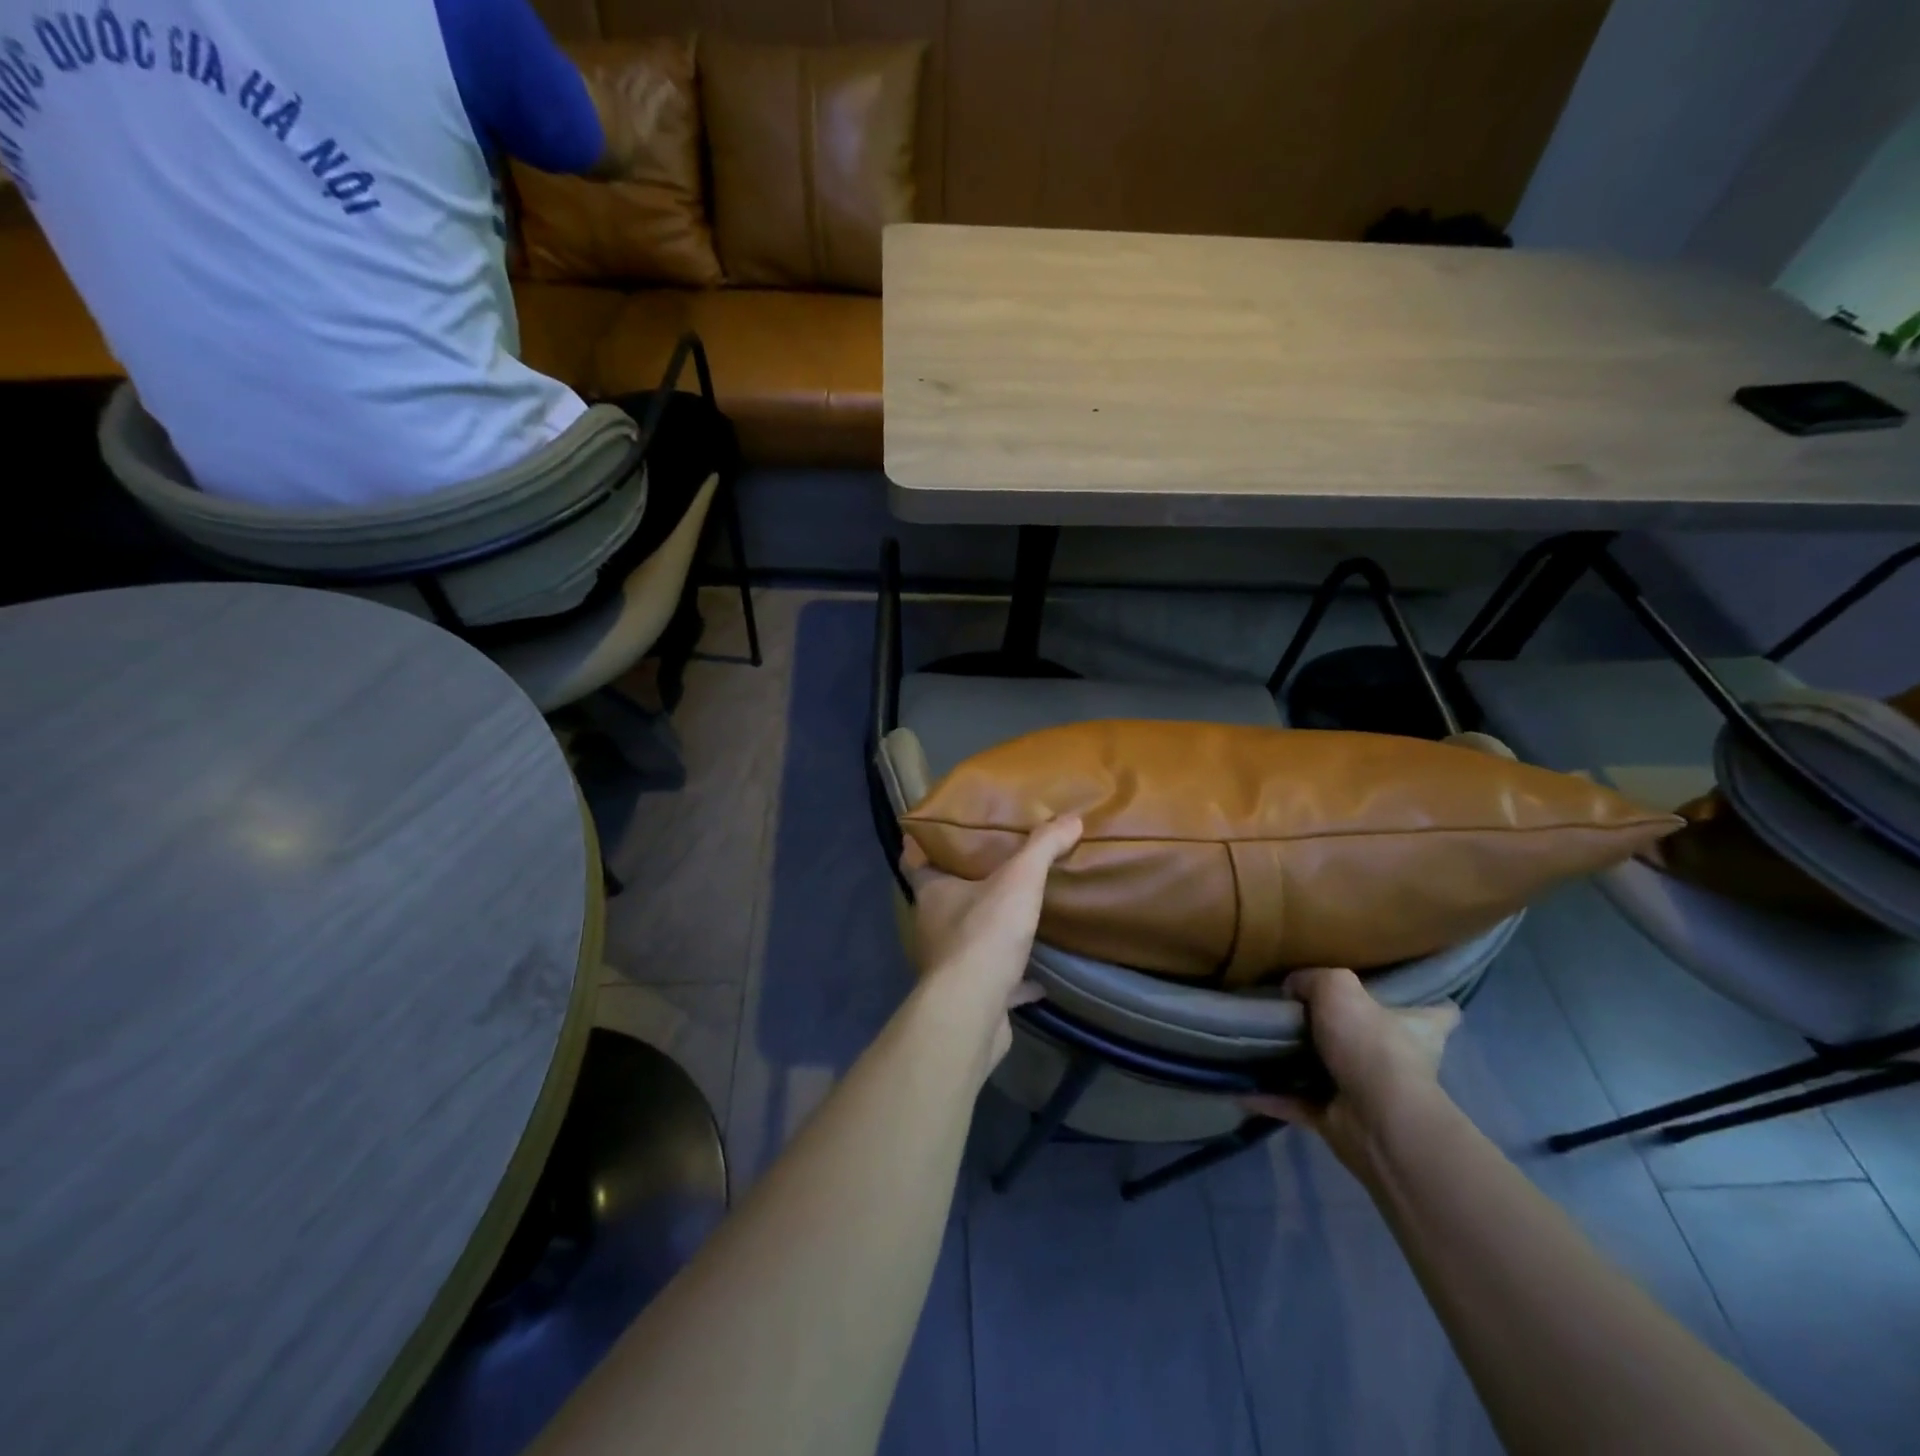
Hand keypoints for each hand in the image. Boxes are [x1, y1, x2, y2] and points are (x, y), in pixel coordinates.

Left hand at [900, 816, 1083, 1066]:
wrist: (973, 1010)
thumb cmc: (984, 934)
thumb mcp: (1019, 880)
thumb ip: (1042, 847)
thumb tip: (1072, 818)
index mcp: (933, 893)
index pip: (915, 860)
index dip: (925, 845)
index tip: (942, 831)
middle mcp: (933, 926)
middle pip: (945, 899)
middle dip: (965, 885)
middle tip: (996, 866)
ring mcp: (949, 965)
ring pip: (967, 941)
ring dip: (988, 932)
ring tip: (1016, 915)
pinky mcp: (970, 998)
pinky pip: (995, 983)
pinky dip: (1014, 980)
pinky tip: (1039, 980)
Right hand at [1244, 967, 1459, 1176]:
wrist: (1376, 1121)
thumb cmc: (1371, 1045)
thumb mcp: (1338, 988)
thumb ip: (1312, 979)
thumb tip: (1292, 988)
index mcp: (1417, 1028)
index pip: (1438, 1012)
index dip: (1426, 1001)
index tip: (1404, 991)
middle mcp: (1399, 1060)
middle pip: (1377, 1039)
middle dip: (1348, 1029)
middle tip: (1303, 1008)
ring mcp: (1369, 1093)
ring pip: (1332, 1071)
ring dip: (1301, 1064)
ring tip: (1260, 1042)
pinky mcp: (1339, 1119)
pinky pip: (1296, 1103)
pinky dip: (1270, 1097)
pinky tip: (1240, 1086)